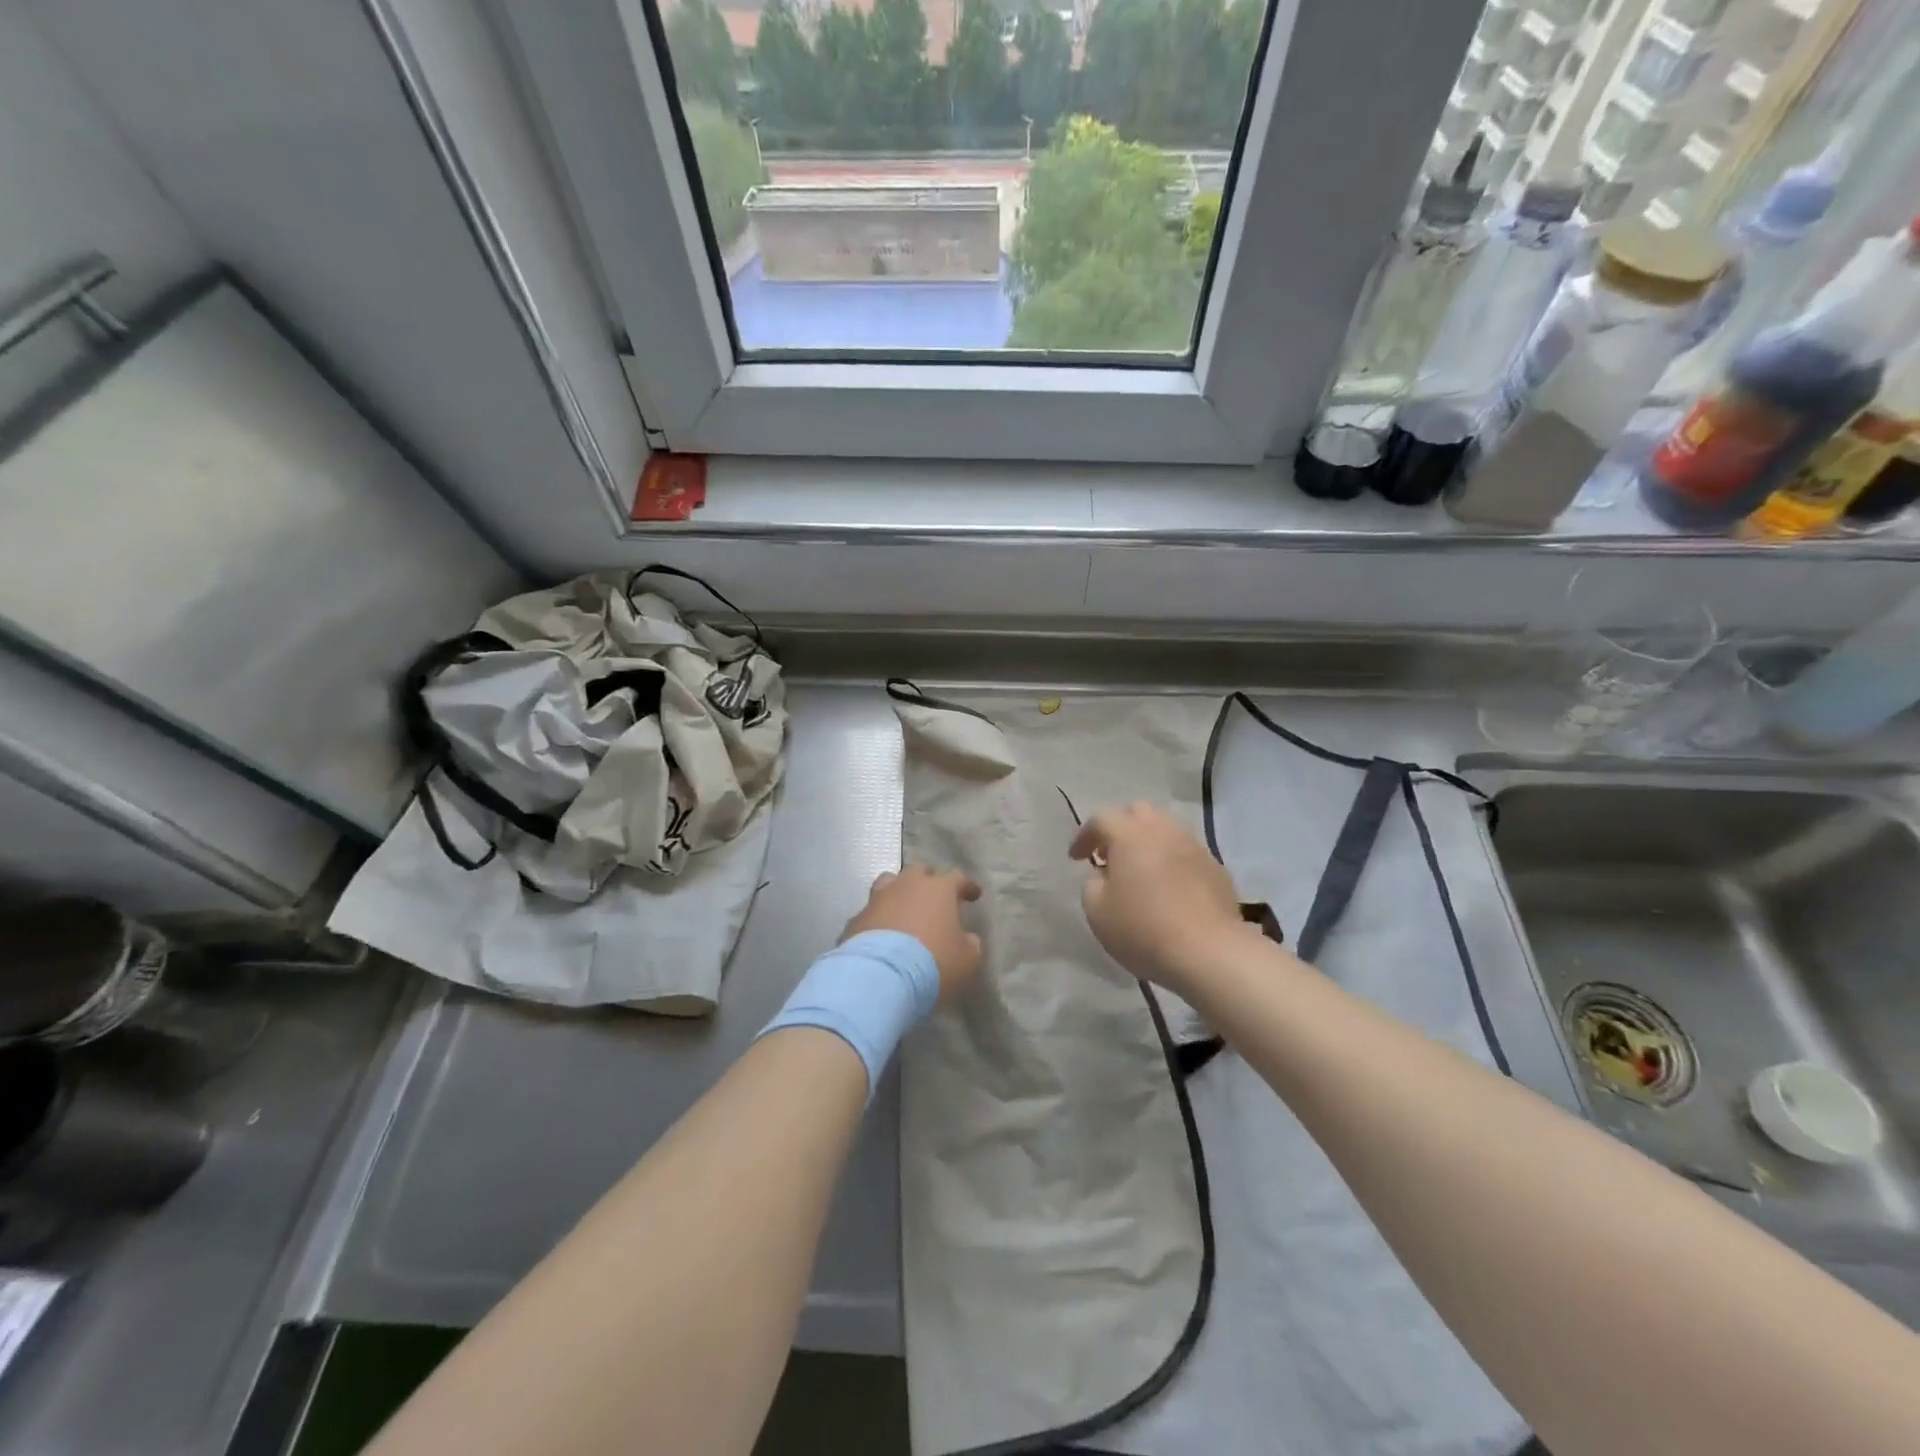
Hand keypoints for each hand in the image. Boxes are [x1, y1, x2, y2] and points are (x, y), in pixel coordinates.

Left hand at [841, 865, 982, 1002]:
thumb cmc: (933, 963)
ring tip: (904, 909)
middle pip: (919, 872)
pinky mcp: (856, 919)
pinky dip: (878, 920)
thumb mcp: (967, 960)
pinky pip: (871, 913)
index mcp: (939, 889)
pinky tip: (882, 935)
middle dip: (929, 882)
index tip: (974, 895)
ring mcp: (878, 899)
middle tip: (935, 898)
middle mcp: (907, 885)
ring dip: (899, 893)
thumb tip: (966, 939)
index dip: (967, 886)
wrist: (880, 976)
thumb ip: (970, 944)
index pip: (957, 878)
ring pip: (889, 883)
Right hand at [1069, 801, 1248, 993]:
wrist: (1210, 952)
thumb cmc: (1144, 929)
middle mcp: (1163, 830)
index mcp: (1130, 835)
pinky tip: (1169, 888)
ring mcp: (1194, 846)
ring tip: (1140, 872)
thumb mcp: (1097, 911)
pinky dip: (1171, 861)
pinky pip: (1186, 853)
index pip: (1101, 818)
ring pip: (1166, 829)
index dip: (1084, 835)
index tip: (1076, 858)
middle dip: (1119, 828)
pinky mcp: (1216, 868)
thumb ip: (1092, 884)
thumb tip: (1103, 874)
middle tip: (1110, 856)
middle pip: (1138, 812)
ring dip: (1148, 843)